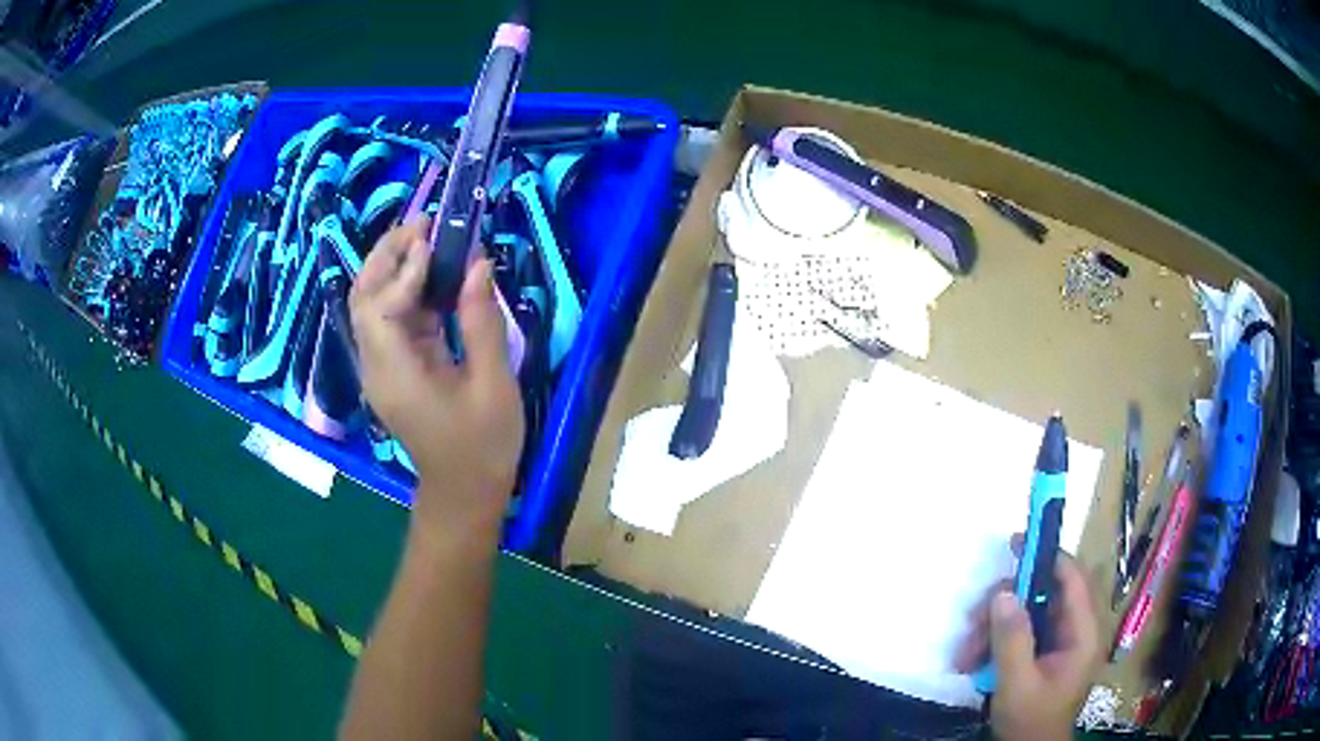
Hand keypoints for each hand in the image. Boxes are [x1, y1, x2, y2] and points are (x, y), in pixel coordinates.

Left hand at [349, 217, 524, 535]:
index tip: (435, 239)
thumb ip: (481, 321)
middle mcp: (377, 366)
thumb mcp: (493, 384)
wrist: (464, 494)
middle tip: (424, 224)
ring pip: (371, 305)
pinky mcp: (395, 369)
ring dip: (393, 267)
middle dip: (386, 255)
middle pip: (361, 298)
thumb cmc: (483, 446)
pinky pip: (392, 320)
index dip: (402, 270)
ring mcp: (382, 367)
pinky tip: (435, 274)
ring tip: (428, 237)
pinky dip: (408, 290)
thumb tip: (478, 264)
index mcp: (396, 374)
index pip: (378, 307)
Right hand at [953, 535, 1100, 740]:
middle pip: (1041, 595)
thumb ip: (1012, 639)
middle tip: (972, 623)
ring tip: (964, 655)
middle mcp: (1073, 630)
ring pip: (1024, 613)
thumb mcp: (1017, 684)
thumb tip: (1003, 592)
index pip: (1071, 578)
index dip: (1046, 554)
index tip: (1015, 542)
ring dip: (991, 628)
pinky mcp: (1042, 653)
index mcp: (1082, 633)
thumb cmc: (1030, 721)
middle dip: (1004, 605)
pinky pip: (1017, 633)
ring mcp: (1057, 642)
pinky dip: (993, 642)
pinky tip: (972, 662)